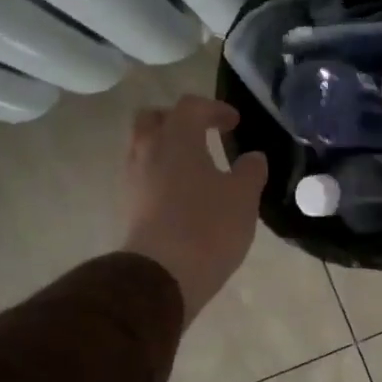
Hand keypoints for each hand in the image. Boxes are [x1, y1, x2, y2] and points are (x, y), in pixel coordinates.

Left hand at [121, 96, 267, 325]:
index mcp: (177, 138)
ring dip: (167, 149)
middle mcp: (148, 150)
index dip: (214, 109)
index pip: (191, 106)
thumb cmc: (208, 227)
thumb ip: (250, 172)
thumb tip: (253, 158)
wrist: (162, 275)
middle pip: (154, 119)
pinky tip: (183, 194)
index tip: (234, 123)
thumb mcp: (243, 197)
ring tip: (195, 168)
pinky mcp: (129, 206)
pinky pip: (143, 176)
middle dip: (178, 121)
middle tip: (202, 134)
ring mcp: (133, 178)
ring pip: (144, 148)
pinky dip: (161, 174)